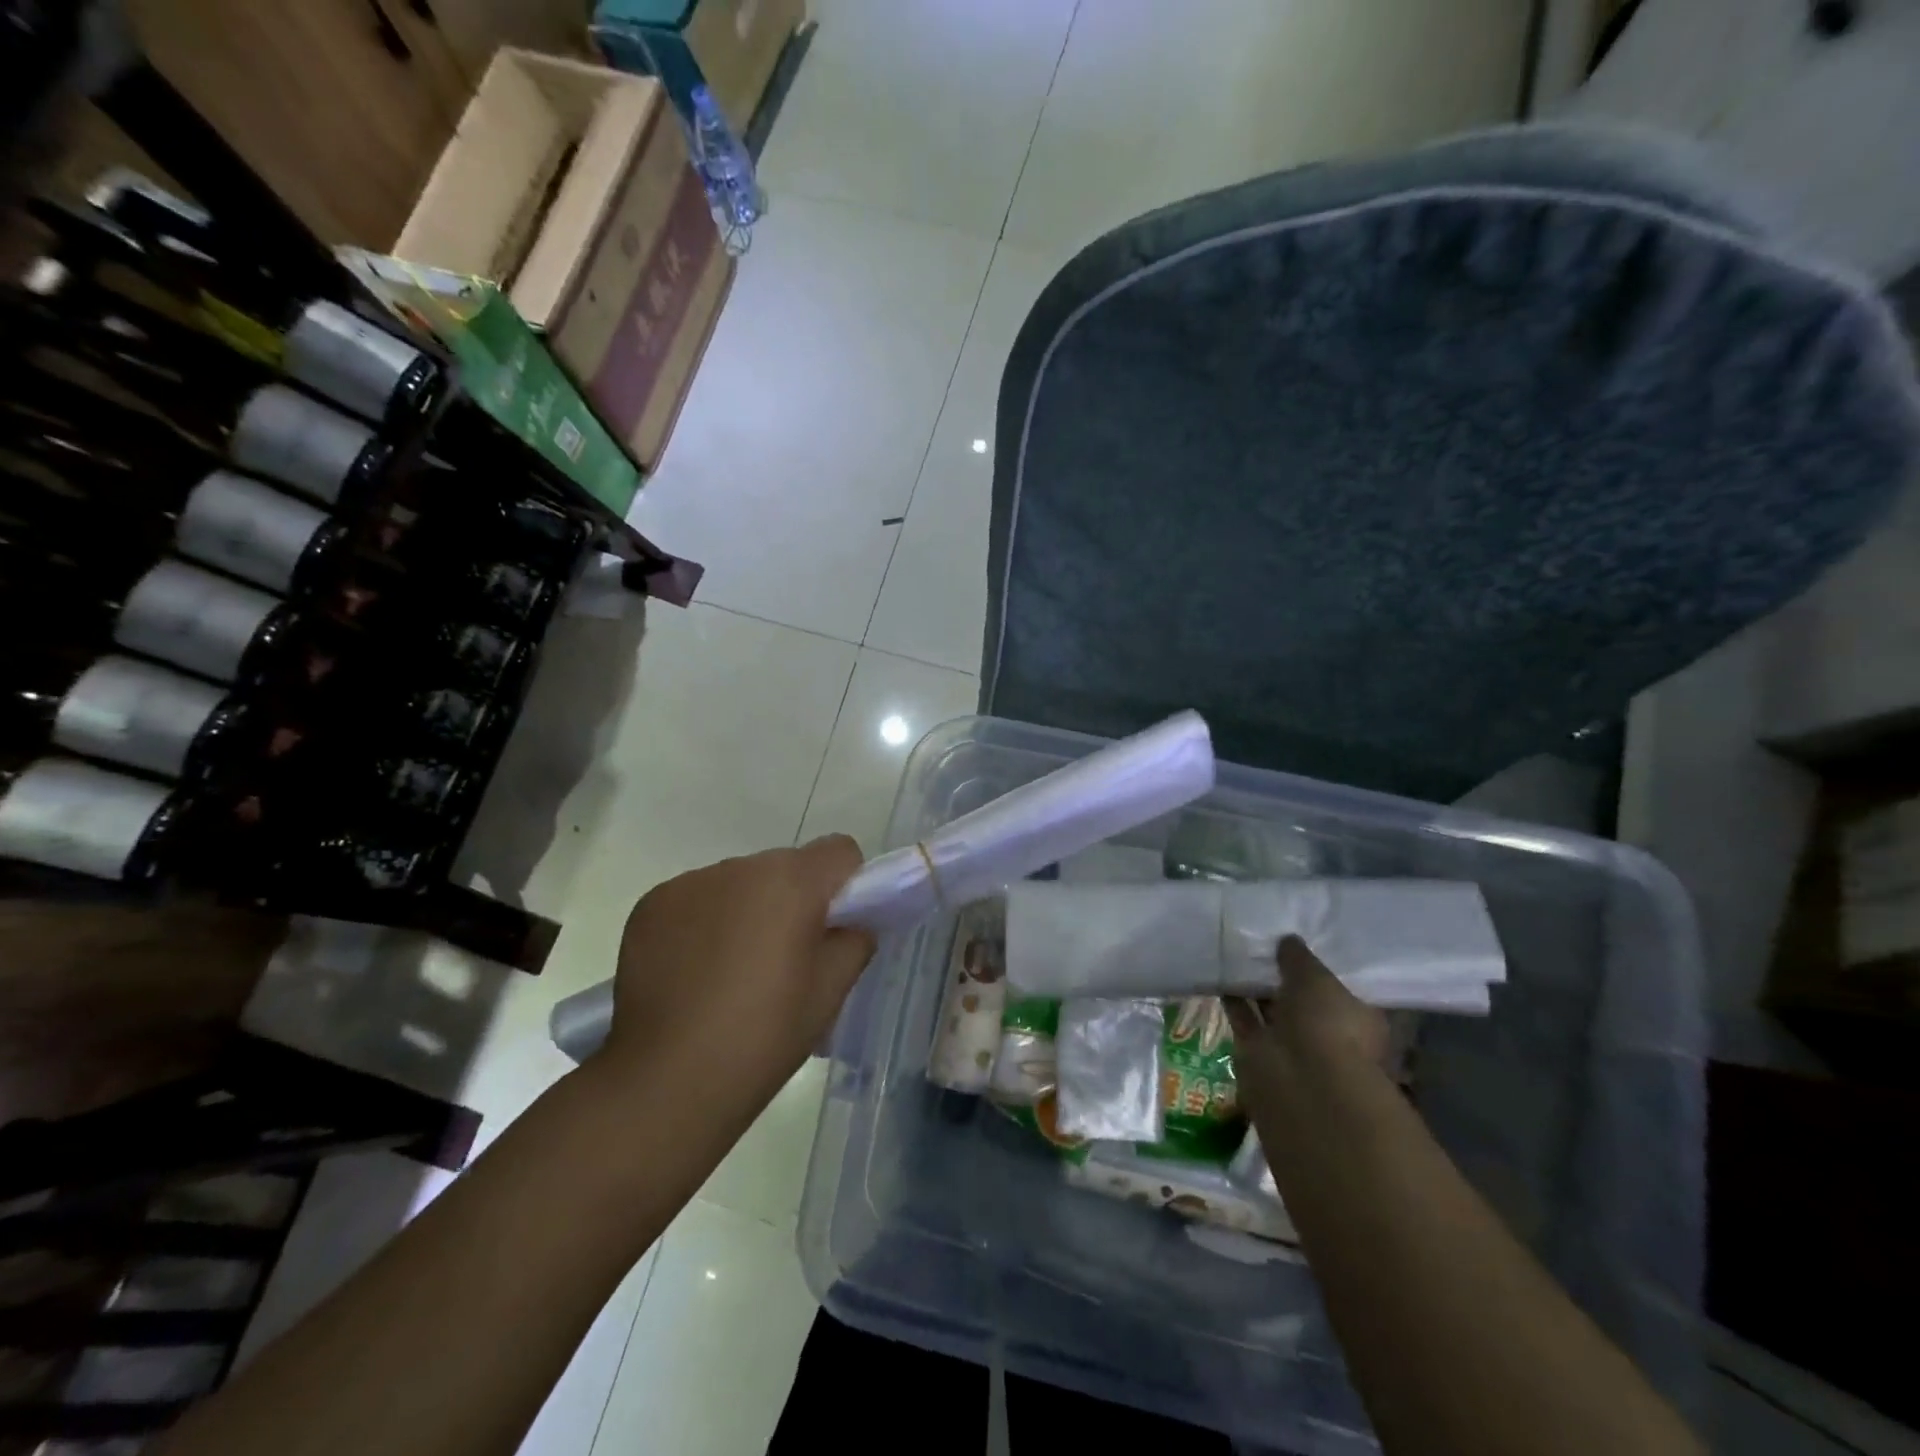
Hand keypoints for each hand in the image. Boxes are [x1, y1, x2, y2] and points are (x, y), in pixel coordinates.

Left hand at [601, 836, 874, 1105]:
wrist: (667, 1081)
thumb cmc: (763, 1035)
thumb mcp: (830, 992)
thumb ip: (854, 940)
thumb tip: (848, 923)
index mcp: (791, 882)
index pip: (839, 851)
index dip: (846, 885)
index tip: (835, 927)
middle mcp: (740, 867)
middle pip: (786, 866)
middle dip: (794, 899)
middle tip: (785, 958)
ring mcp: (690, 883)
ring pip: (740, 882)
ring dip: (747, 909)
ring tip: (733, 970)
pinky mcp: (652, 904)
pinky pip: (697, 899)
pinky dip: (705, 922)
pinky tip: (694, 972)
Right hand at [1227, 936, 1389, 1109]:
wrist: (1300, 1079)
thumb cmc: (1326, 1024)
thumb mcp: (1316, 977)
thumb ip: (1299, 957)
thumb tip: (1288, 940)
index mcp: (1357, 1019)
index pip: (1338, 988)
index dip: (1319, 967)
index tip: (1299, 942)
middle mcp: (1326, 1034)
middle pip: (1301, 999)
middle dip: (1283, 976)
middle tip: (1262, 941)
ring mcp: (1291, 1045)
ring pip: (1270, 1008)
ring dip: (1255, 986)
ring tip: (1236, 950)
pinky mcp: (1258, 1051)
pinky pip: (1244, 1018)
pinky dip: (1232, 998)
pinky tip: (1220, 971)